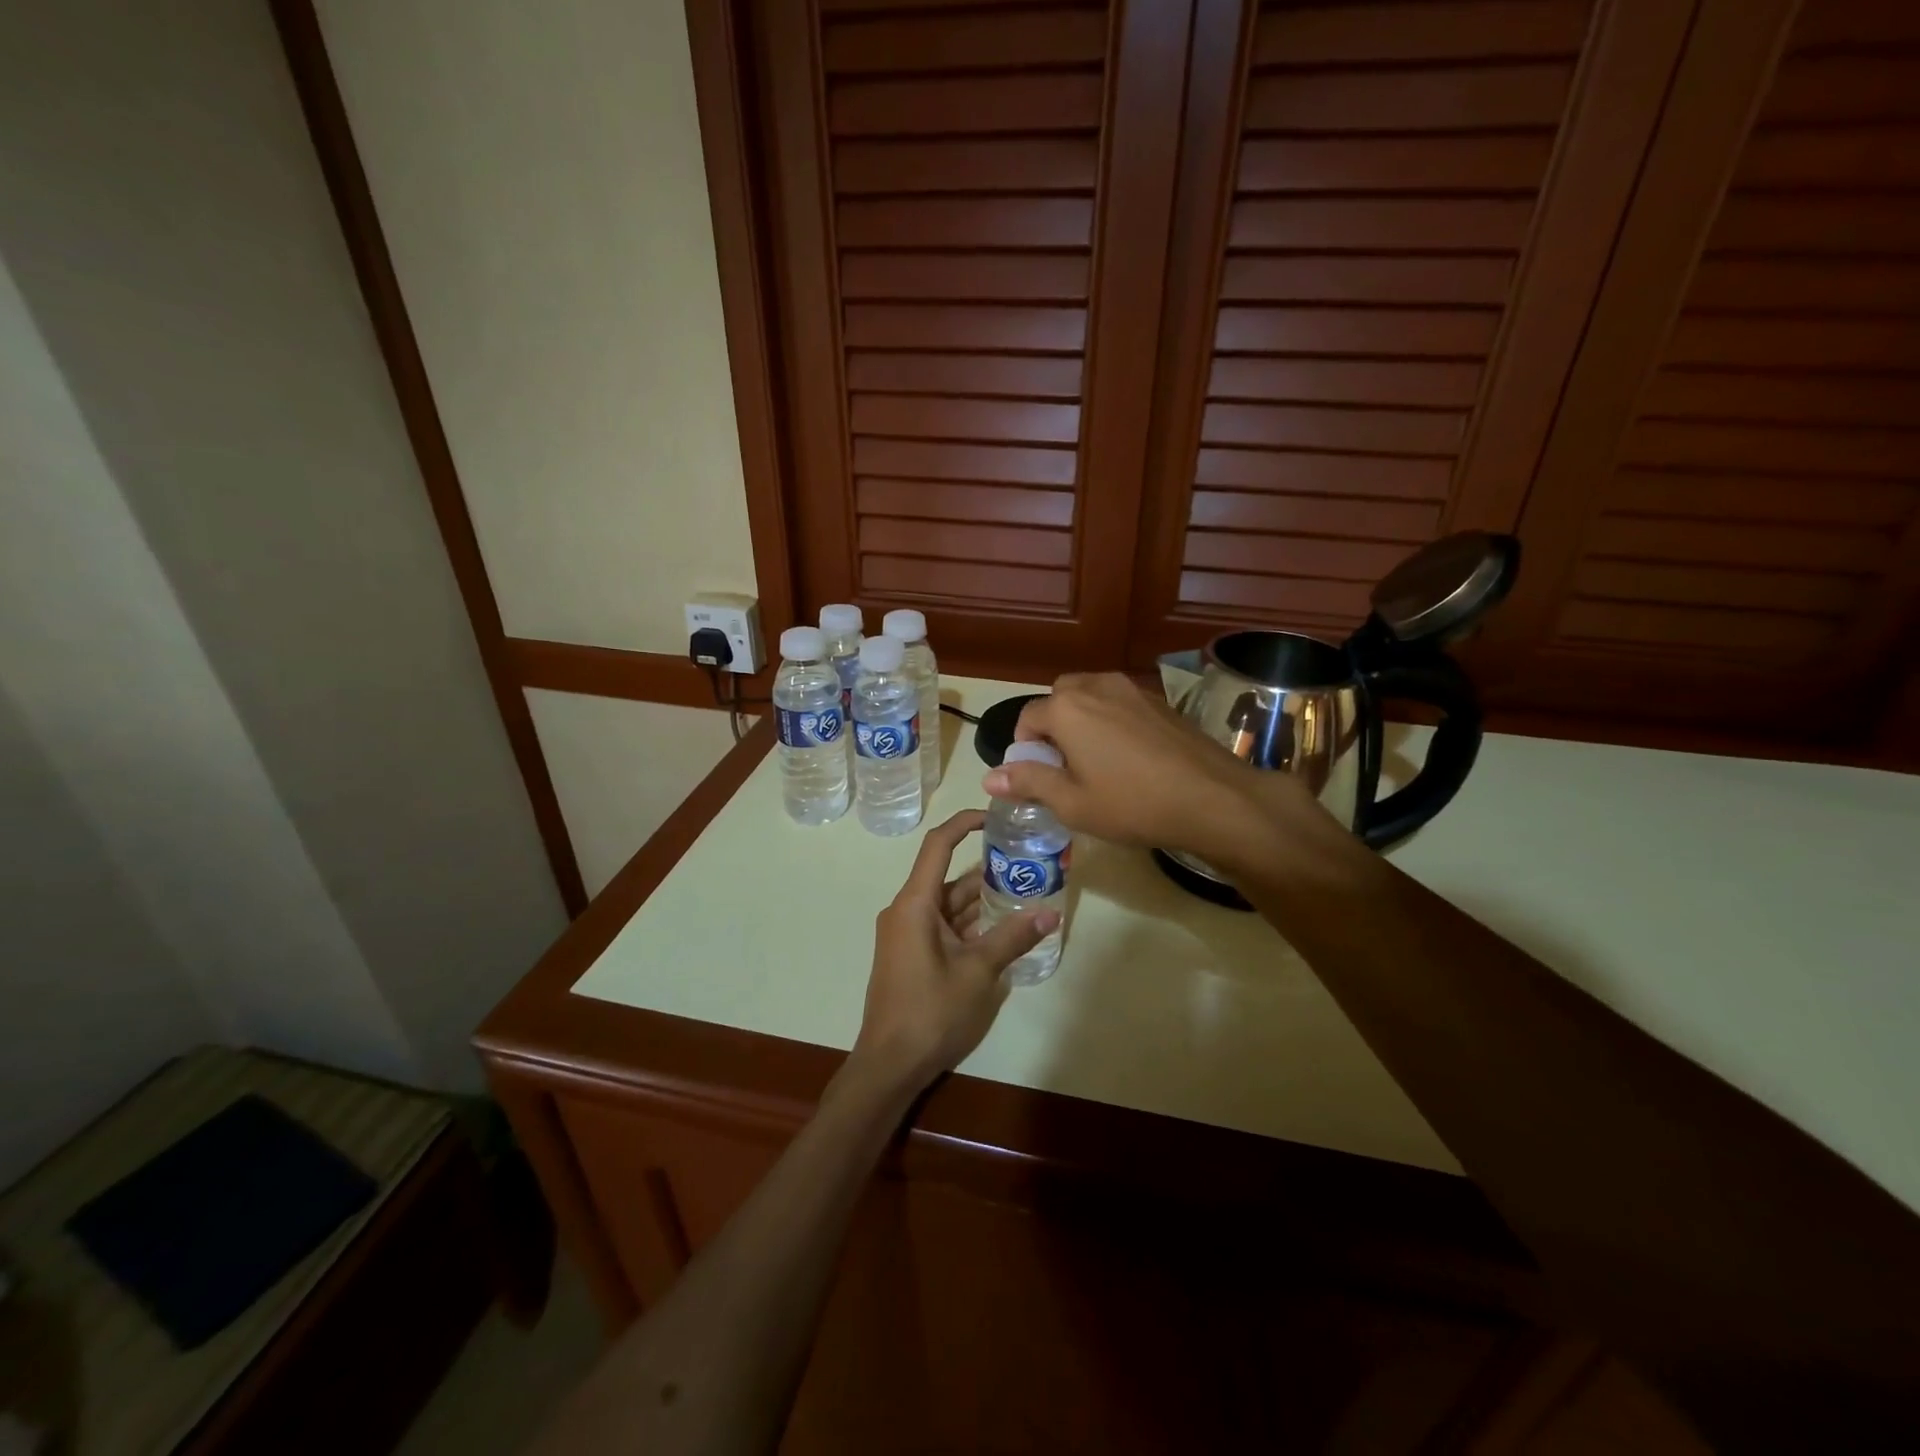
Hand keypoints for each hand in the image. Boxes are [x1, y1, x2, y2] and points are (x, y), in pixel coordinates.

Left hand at [851, 810, 1059, 1093]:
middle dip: (987, 869)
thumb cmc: (929, 1012)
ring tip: (1026, 890)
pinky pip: (945, 926)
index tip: (995, 816)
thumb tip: (1051, 913)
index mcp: (915, 904)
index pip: (938, 845)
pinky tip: (1005, 927)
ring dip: (983, 900)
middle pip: (949, 876)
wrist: (889, 1064)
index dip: (964, 823)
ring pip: (950, 904)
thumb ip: (1013, 938)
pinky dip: (972, 923)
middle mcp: (908, 910)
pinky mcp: (914, 954)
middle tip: (1028, 861)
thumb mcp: (978, 972)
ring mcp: (909, 933)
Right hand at [982, 673, 1325, 866]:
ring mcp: (1132, 689)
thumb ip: (1029, 783)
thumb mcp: (1072, 803)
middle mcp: (1096, 686)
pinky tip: (1129, 757)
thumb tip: (989, 776)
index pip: (1027, 719)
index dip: (1025, 749)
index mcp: (1067, 708)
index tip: (1038, 778)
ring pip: (1091, 697)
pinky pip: (1119, 703)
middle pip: (1059, 699)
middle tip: (1066, 767)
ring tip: (1096, 762)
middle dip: (1053, 728)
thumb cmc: (1133, 804)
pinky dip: (1111, 721)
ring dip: (1082, 721)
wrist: (1213, 798)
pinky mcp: (1160, 700)